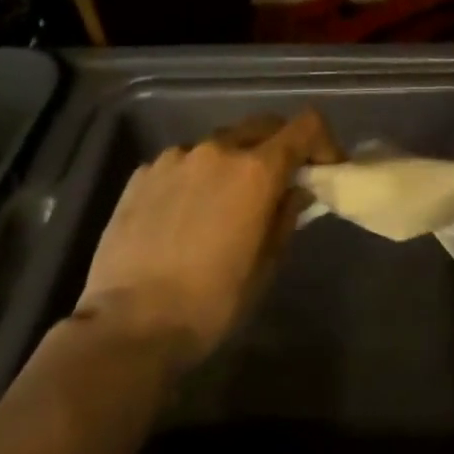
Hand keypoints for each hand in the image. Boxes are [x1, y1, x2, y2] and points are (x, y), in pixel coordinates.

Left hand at [75, 110, 338, 368]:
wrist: (128, 327)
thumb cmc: (211, 302)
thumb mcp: (266, 264)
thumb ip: (286, 216)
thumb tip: (296, 191)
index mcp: (256, 170)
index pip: (306, 126)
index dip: (323, 141)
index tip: (325, 168)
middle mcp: (217, 149)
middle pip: (263, 126)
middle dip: (280, 146)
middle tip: (281, 181)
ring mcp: (175, 158)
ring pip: (220, 143)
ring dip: (235, 161)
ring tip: (226, 201)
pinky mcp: (142, 174)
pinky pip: (183, 162)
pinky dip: (197, 176)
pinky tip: (186, 213)